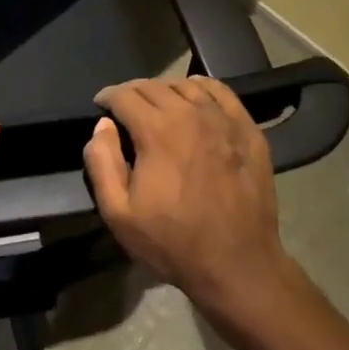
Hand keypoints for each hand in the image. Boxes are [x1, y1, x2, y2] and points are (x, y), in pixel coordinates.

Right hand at [84, 77, 293, 323]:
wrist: (237, 264)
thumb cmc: (173, 242)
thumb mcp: (119, 213)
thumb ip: (102, 163)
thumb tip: (102, 126)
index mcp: (157, 131)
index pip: (125, 95)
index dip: (107, 97)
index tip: (100, 106)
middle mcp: (190, 114)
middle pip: (153, 86)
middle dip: (132, 92)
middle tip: (123, 108)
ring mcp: (223, 120)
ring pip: (187, 84)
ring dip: (164, 89)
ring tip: (156, 104)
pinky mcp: (248, 130)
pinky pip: (221, 92)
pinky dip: (201, 87)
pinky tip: (194, 97)